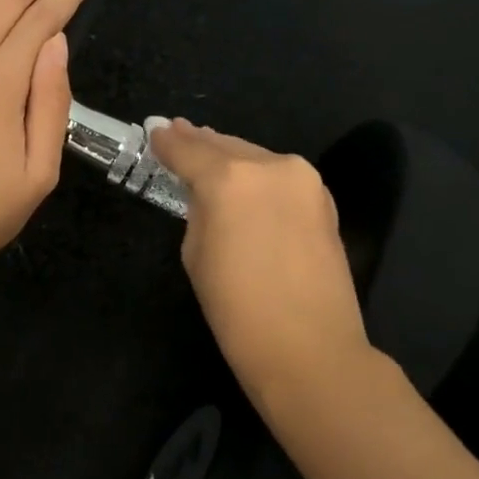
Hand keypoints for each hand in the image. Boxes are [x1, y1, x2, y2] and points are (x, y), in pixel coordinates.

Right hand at [150, 119, 373, 386]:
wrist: (309, 348)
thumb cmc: (237, 309)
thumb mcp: (196, 255)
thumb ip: (199, 211)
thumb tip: (208, 194)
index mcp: (228, 179)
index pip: (188, 151)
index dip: (167, 142)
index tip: (154, 131)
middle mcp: (269, 166)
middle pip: (225, 146)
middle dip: (199, 141)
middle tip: (177, 130)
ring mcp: (303, 180)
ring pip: (256, 157)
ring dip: (231, 154)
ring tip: (208, 149)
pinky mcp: (324, 199)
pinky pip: (280, 176)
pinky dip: (259, 173)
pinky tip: (246, 178)